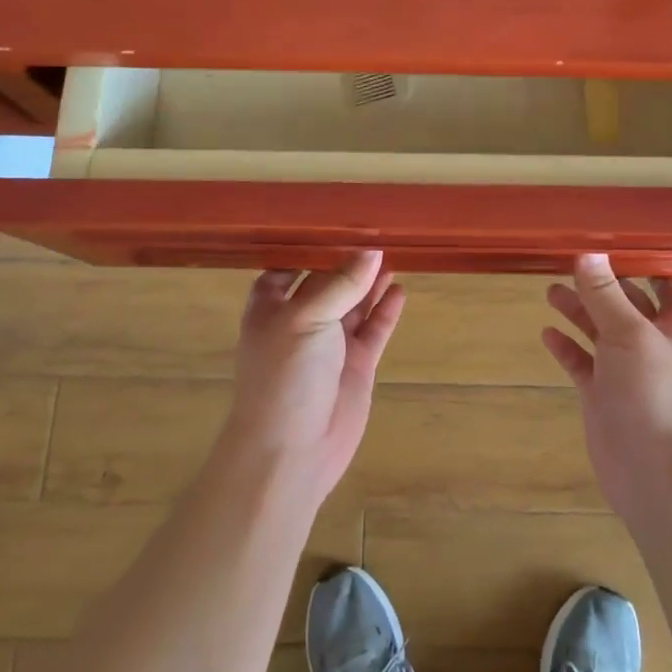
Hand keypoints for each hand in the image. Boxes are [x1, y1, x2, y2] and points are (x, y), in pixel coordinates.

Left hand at [223, 251, 404, 505]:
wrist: (292, 451)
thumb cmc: (285, 376)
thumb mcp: (306, 318)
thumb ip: (340, 283)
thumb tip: (372, 251)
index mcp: (271, 306)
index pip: (290, 264)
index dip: (311, 245)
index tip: (338, 219)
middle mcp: (300, 320)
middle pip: (327, 281)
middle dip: (347, 259)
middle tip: (378, 229)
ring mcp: (330, 344)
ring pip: (354, 303)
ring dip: (370, 281)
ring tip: (394, 252)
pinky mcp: (356, 365)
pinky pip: (373, 329)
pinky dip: (385, 311)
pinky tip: (400, 289)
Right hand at [543, 254, 671, 519]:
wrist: (652, 471)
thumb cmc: (653, 394)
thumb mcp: (629, 334)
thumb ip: (604, 294)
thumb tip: (586, 252)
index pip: (667, 286)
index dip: (647, 265)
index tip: (616, 242)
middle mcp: (651, 344)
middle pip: (625, 304)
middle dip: (601, 284)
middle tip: (568, 262)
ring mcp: (625, 370)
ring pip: (600, 331)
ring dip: (579, 311)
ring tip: (551, 291)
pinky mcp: (602, 394)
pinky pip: (581, 362)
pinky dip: (566, 347)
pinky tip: (547, 334)